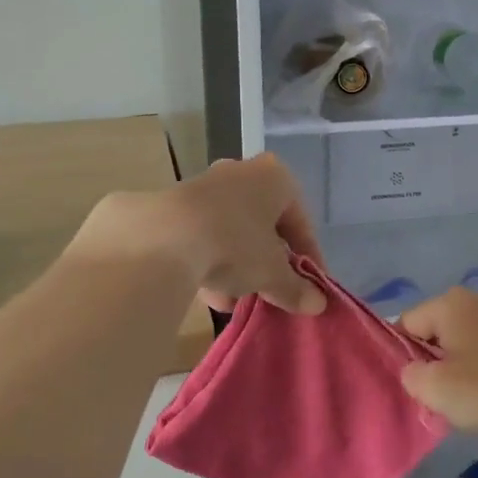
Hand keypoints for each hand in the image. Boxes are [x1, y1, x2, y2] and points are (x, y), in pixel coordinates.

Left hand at [69, 153, 326, 314]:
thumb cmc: (234, 244)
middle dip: (267, 263)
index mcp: (275, 177)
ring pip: (230, 232)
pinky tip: (207, 294)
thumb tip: (318, 305)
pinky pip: (201, 237)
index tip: (310, 287)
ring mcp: (202, 186)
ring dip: (236, 269)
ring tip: (234, 302)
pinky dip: (208, 263)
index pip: (300, 222)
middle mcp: (240, 173)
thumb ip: (296, 288)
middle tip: (270, 293)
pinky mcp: (171, 205)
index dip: (308, 258)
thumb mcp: (272, 273)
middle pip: (262, 226)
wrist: (159, 239)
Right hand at [398, 288, 477, 436]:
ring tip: (468, 404)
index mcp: (448, 303)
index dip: (402, 359)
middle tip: (438, 400)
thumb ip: (410, 376)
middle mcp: (474, 301)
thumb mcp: (437, 389)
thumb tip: (415, 371)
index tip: (415, 389)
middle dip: (432, 367)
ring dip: (458, 374)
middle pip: (433, 334)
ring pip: (461, 347)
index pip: (404, 325)